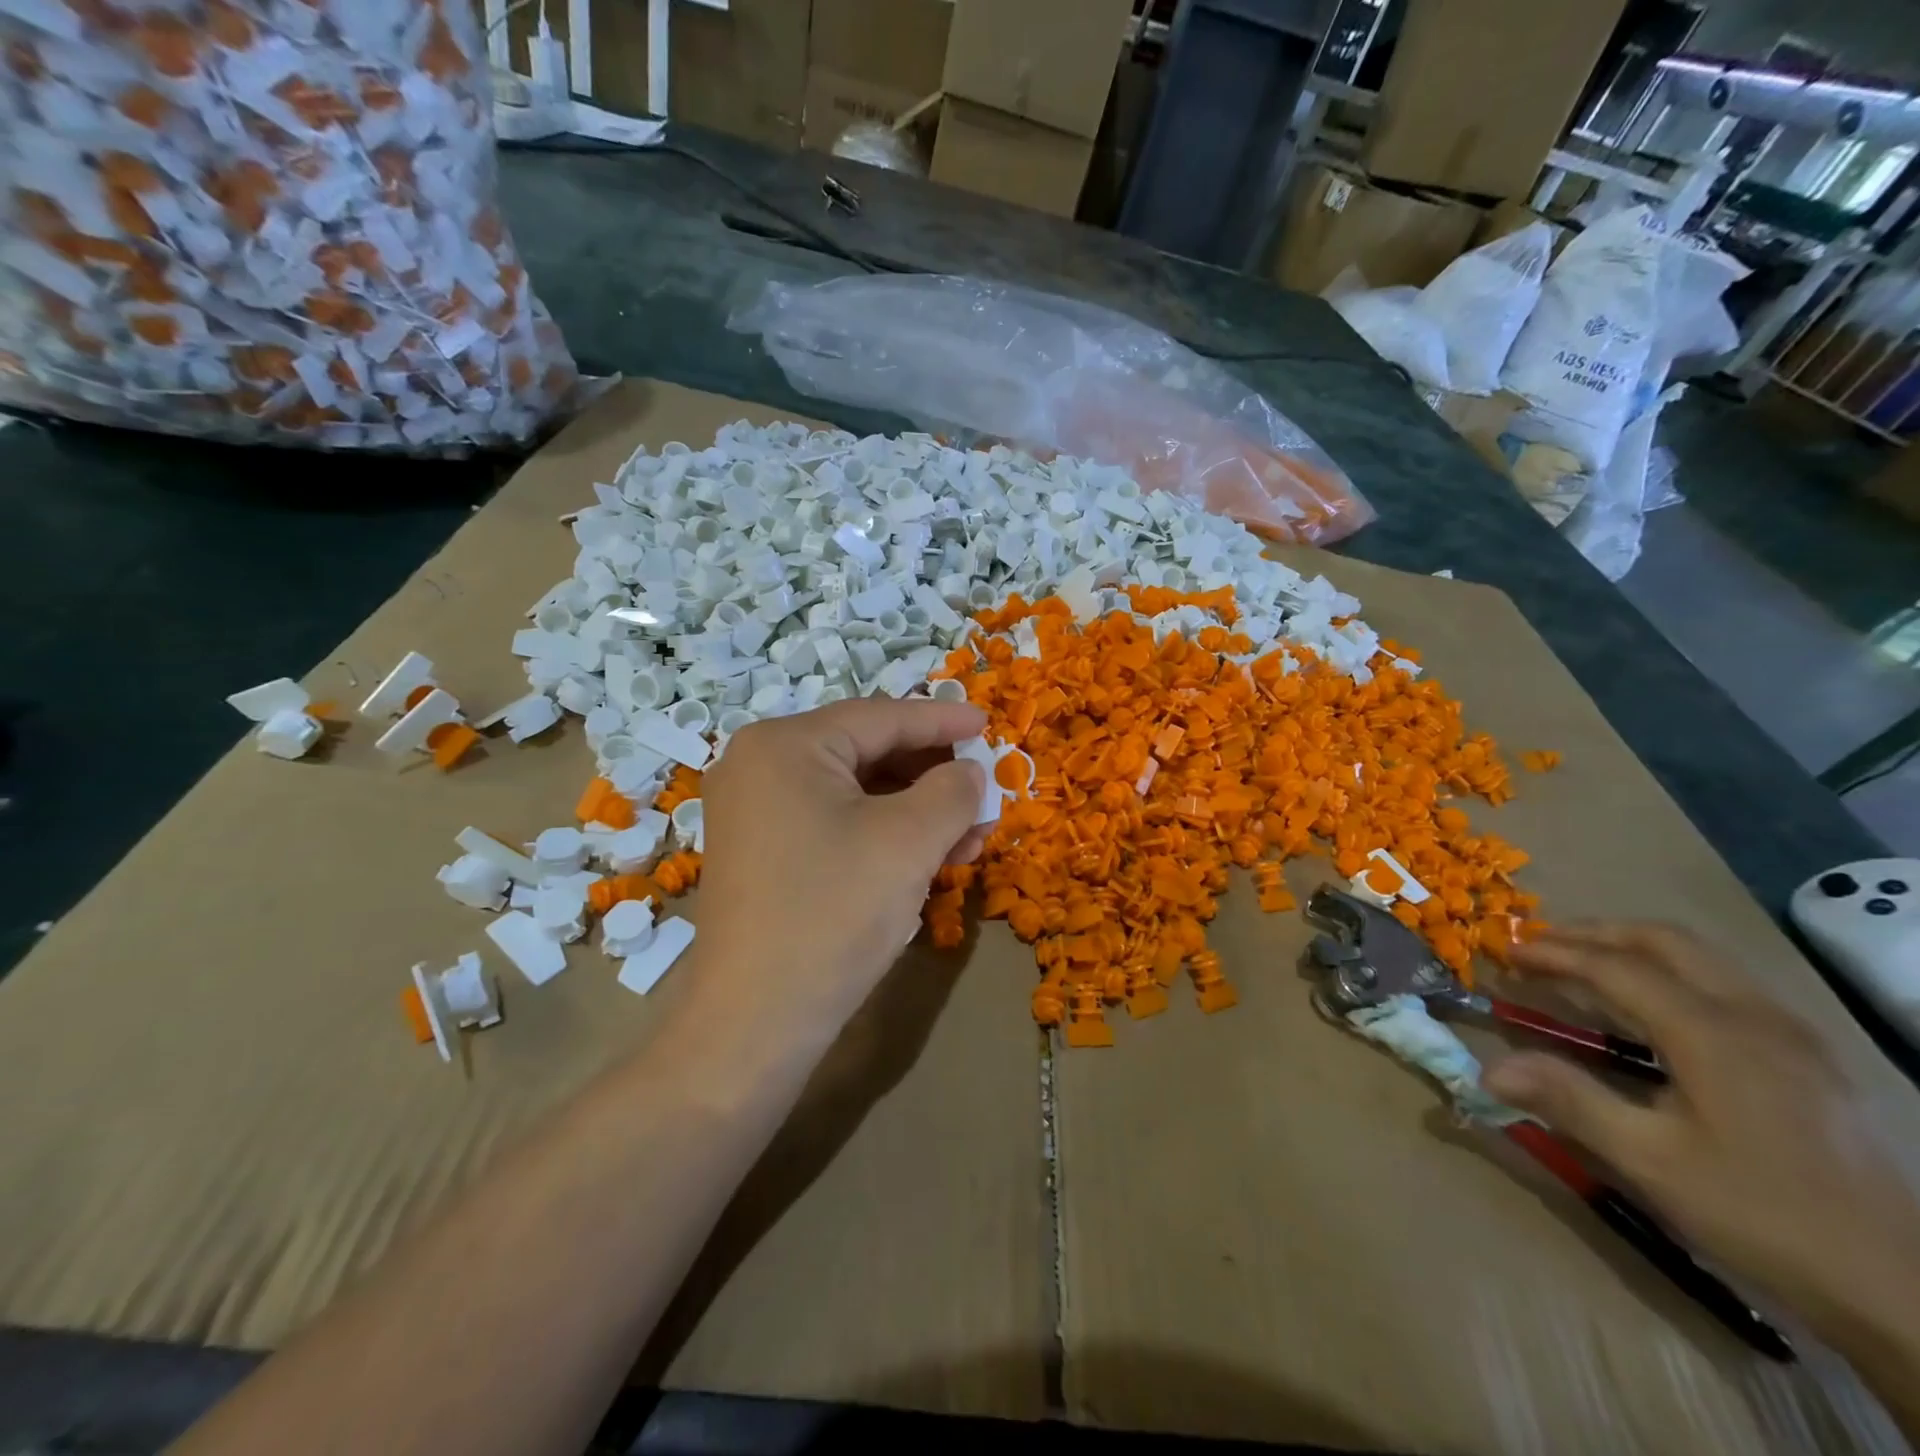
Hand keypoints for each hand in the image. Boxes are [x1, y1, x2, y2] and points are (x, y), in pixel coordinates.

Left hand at [689, 698, 987, 1043]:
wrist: (754, 1022)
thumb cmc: (833, 913)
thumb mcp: (909, 841)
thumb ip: (952, 791)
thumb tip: (969, 773)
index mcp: (784, 745)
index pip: (880, 718)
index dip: (942, 720)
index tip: (989, 724)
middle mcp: (759, 766)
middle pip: (865, 753)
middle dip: (932, 776)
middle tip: (984, 794)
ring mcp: (754, 812)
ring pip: (854, 793)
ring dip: (915, 811)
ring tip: (968, 839)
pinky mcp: (761, 854)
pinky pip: (833, 824)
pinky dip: (882, 835)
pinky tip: (926, 858)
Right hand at [1483, 924, 1919, 1359]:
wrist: (1909, 1289)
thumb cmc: (1766, 1215)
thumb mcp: (1652, 1162)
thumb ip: (1569, 1100)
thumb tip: (1487, 1067)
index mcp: (1713, 1033)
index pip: (1617, 967)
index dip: (1555, 953)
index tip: (1506, 951)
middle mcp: (1756, 1016)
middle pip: (1665, 942)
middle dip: (1595, 933)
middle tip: (1542, 945)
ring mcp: (1794, 1035)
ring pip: (1703, 959)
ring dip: (1634, 949)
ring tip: (1586, 966)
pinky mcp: (1812, 1058)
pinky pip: (1728, 986)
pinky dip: (1672, 974)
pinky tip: (1655, 1012)